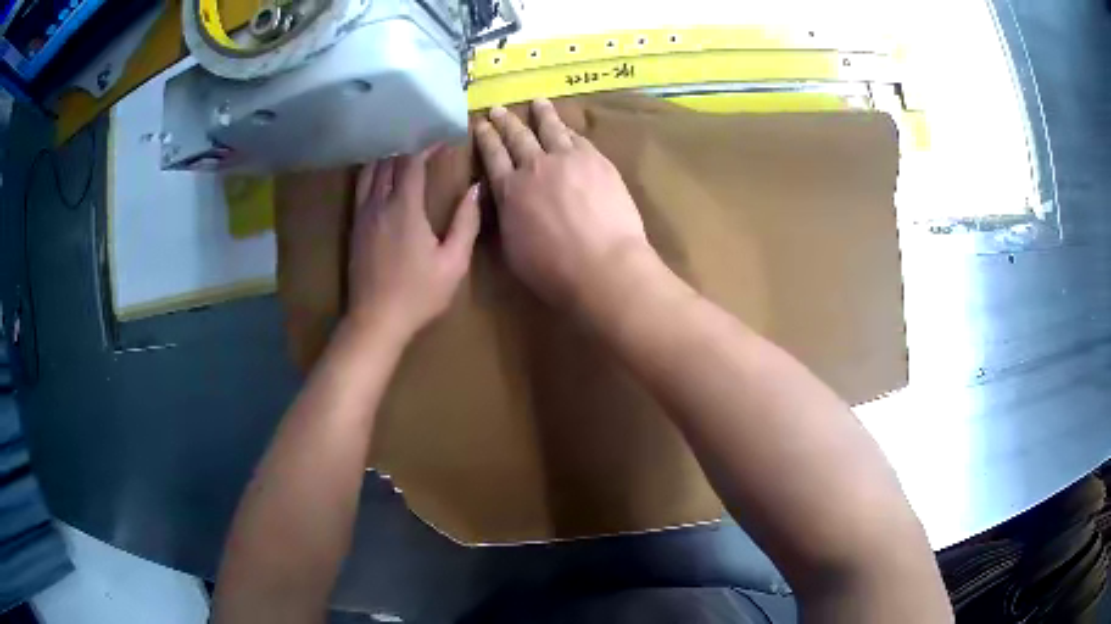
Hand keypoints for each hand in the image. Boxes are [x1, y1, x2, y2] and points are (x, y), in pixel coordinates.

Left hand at [347, 150, 479, 339]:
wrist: (375, 320)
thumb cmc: (419, 294)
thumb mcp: (453, 263)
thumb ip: (466, 223)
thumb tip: (474, 189)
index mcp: (405, 208)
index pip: (412, 163)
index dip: (426, 147)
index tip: (441, 139)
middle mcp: (379, 204)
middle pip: (388, 162)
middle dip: (406, 146)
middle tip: (423, 141)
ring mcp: (362, 215)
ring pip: (370, 172)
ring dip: (386, 157)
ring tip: (401, 151)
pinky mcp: (354, 227)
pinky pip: (360, 189)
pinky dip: (372, 173)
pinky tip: (381, 176)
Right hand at [474, 99, 656, 311]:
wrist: (603, 264)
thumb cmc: (552, 269)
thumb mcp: (511, 247)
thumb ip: (506, 216)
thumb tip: (505, 199)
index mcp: (509, 190)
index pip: (492, 156)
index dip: (485, 138)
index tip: (481, 124)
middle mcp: (534, 166)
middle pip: (517, 137)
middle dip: (506, 121)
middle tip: (499, 108)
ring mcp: (568, 159)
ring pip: (551, 129)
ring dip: (542, 114)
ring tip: (537, 102)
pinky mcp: (596, 160)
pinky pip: (578, 138)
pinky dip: (568, 130)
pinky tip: (567, 126)